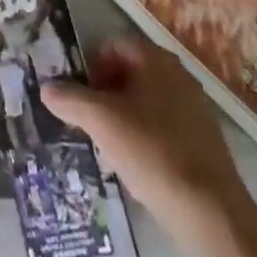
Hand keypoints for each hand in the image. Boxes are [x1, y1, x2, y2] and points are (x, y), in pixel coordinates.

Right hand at [42, 34, 245, 219]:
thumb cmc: (151, 151)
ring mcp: (195, 106)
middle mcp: (178, 73)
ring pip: (147, 99)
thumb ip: (70, 99)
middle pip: (131, 71)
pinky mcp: (205, 139)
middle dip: (107, 92)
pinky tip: (140, 164)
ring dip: (125, 115)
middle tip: (92, 121)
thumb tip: (46, 87)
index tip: (81, 96)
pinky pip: (166, 124)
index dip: (92, 66)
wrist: (211, 211)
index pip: (113, 45)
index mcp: (155, 58)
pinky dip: (147, 135)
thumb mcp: (100, 122)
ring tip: (112, 146)